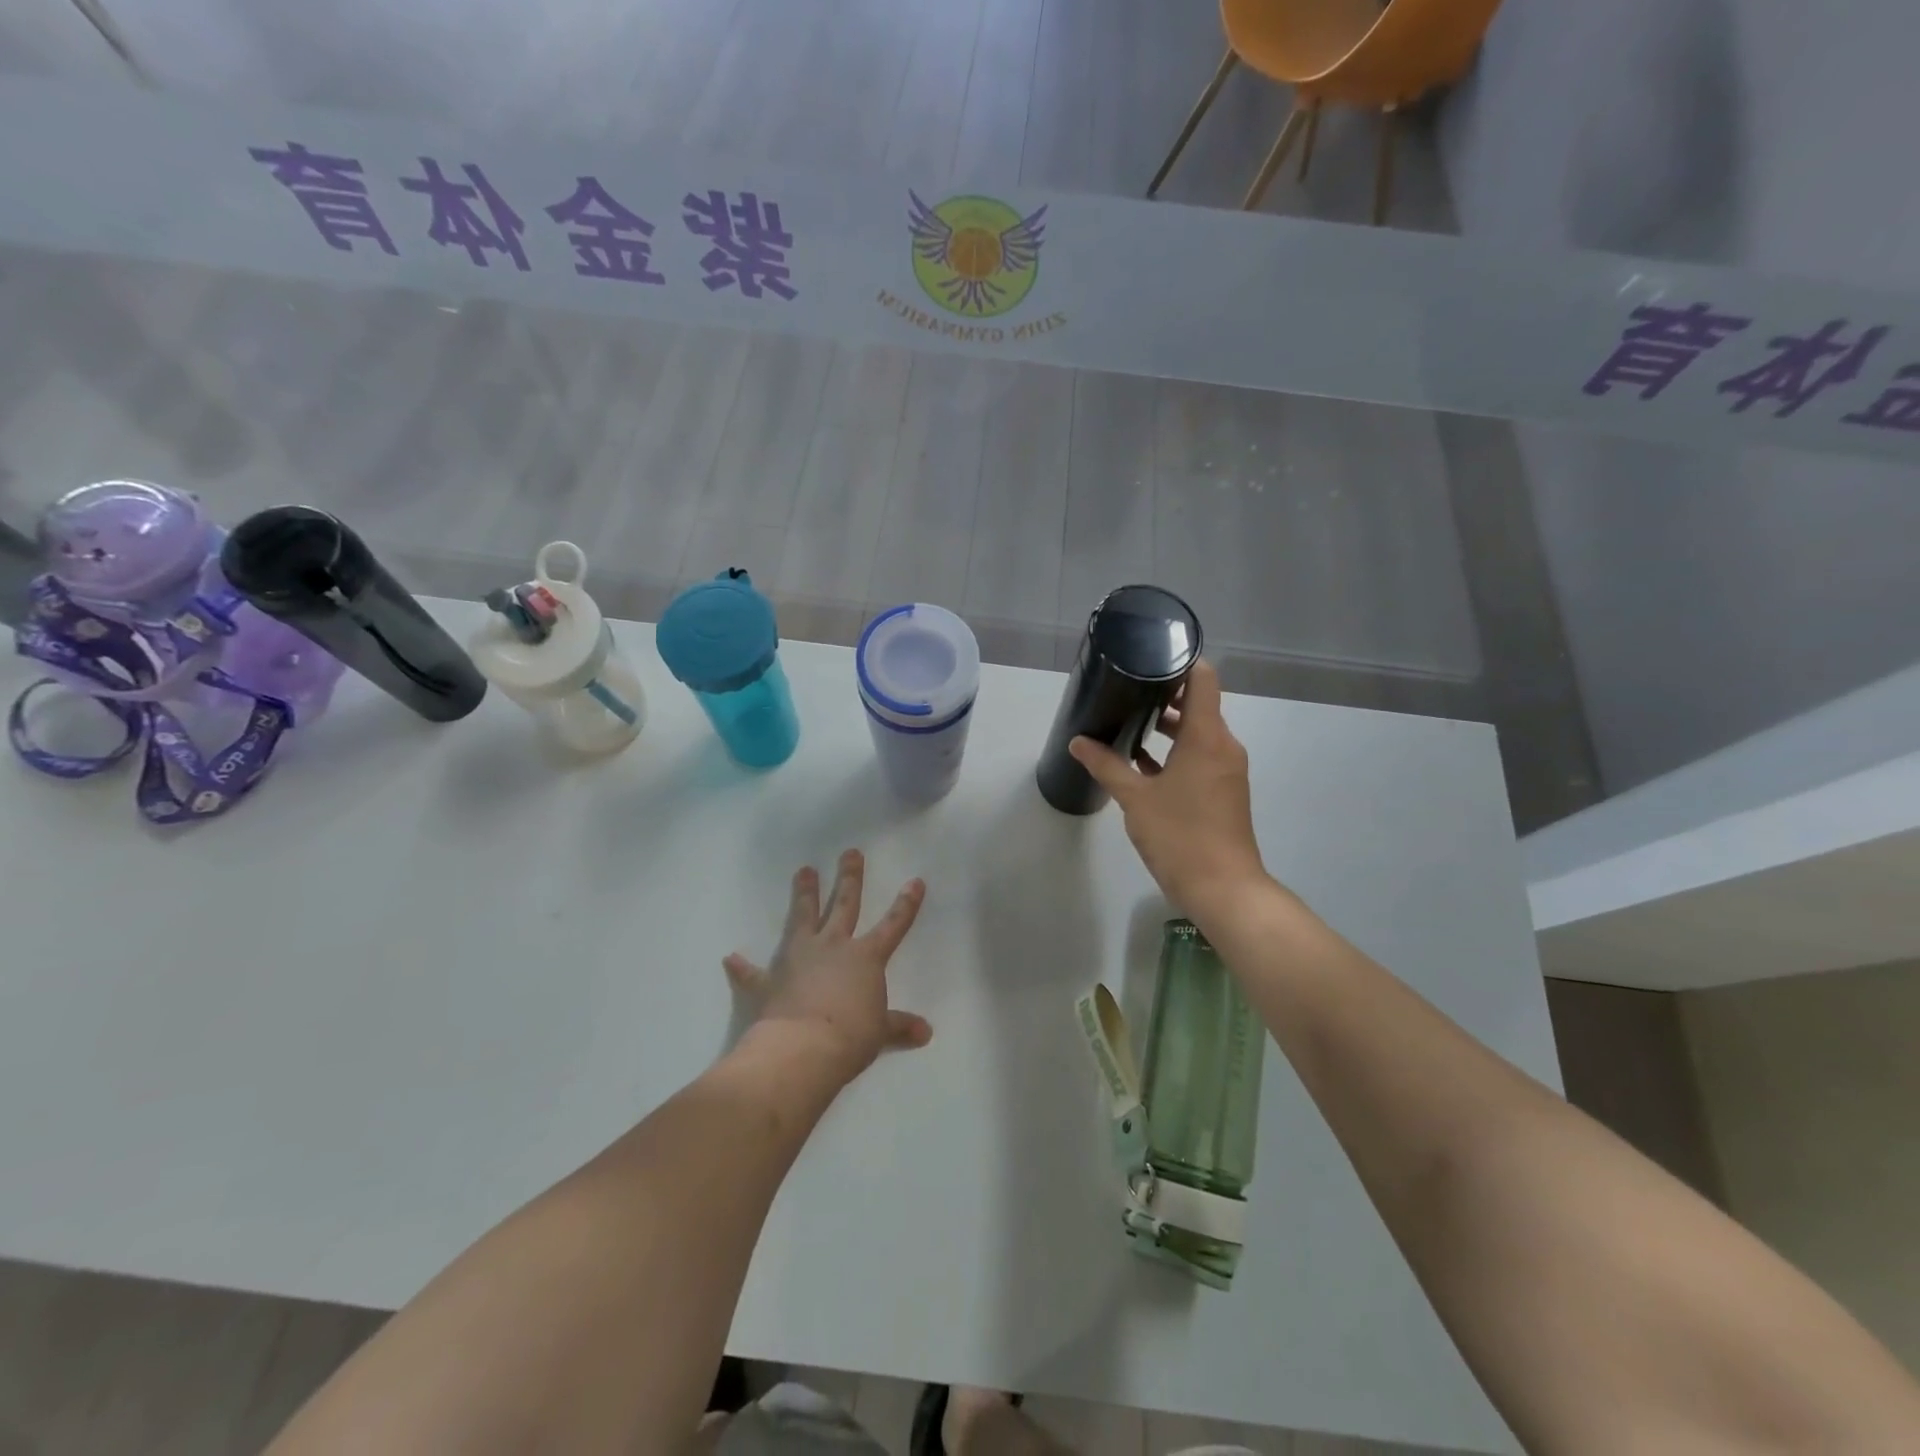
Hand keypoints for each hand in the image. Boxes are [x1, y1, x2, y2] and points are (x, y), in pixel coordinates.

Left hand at [723, 850, 932, 1083]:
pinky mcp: (770, 980)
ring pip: (803, 917)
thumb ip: (899, 1026)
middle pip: (844, 905)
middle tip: (850, 853)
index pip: (893, 925)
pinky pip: (753, 973)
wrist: (803, 1048)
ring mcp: (798, 958)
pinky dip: (742, 968)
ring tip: (804, 870)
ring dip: (804, 894)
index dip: (906, 904)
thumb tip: (926, 1032)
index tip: (915, 881)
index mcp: (865, 957)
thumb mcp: (880, 1032)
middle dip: (849, 878)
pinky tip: (730, 958)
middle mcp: (833, 947)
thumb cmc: (851, 1037)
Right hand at [1068, 660, 1270, 919]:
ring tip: (1128, 725)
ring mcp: (1226, 770)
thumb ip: (1107, 765)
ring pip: (1198, 734)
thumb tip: (1078, 742)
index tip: (1148, 659)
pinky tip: (1141, 765)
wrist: (1223, 889)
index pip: (1203, 679)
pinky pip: (1200, 758)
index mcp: (1207, 737)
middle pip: (1198, 704)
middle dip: (1163, 697)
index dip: (1179, 662)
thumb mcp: (1135, 798)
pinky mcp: (1224, 792)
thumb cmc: (1180, 835)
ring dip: (1167, 728)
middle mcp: (1223, 746)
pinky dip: (1175, 754)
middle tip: (1126, 692)